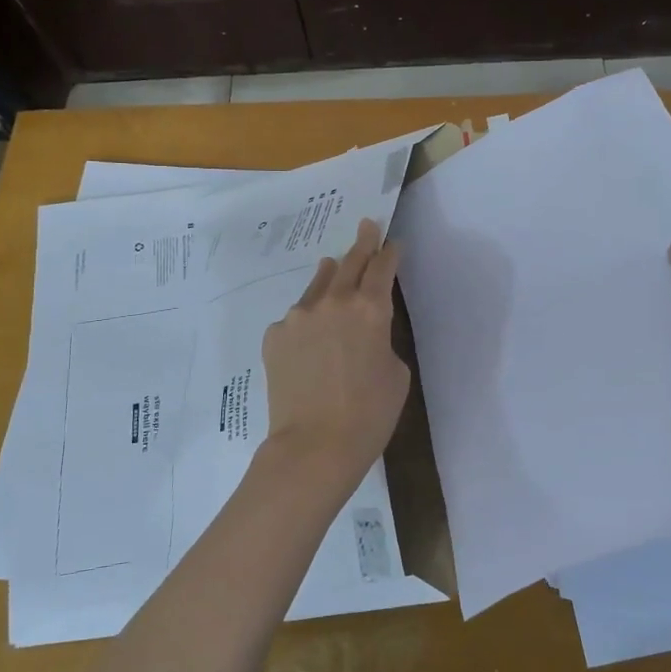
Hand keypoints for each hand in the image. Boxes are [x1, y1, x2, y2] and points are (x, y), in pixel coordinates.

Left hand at [261, 219, 411, 493]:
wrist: (315, 445)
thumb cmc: (369, 413)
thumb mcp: (395, 372)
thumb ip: (381, 340)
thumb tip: (363, 333)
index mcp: (371, 309)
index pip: (382, 268)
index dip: (389, 253)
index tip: (392, 243)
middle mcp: (334, 302)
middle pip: (350, 262)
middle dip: (362, 243)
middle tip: (367, 226)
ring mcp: (299, 316)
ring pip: (318, 285)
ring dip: (330, 275)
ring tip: (333, 265)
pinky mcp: (275, 335)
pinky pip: (296, 318)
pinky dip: (307, 319)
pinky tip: (309, 335)